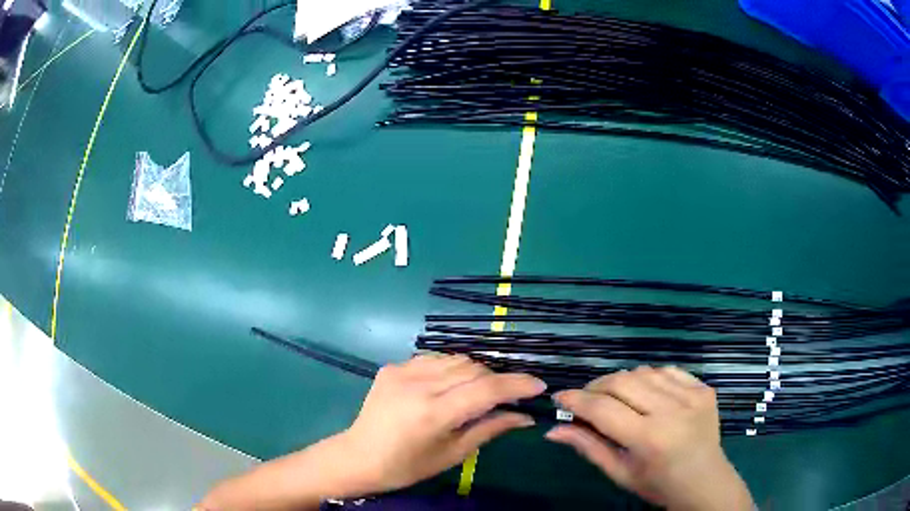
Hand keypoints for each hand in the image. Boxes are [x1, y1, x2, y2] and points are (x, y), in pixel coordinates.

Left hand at [341, 354, 546, 492]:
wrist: (359, 456)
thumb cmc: (408, 466)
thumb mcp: (453, 454)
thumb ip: (490, 429)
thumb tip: (526, 416)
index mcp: (433, 413)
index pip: (486, 389)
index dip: (517, 385)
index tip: (539, 386)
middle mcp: (418, 385)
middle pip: (473, 368)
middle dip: (497, 379)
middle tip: (507, 397)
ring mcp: (402, 371)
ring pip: (455, 359)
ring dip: (475, 372)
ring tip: (477, 392)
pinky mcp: (392, 367)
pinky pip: (434, 359)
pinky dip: (450, 369)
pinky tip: (448, 387)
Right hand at [546, 366, 753, 510]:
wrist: (705, 481)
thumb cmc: (658, 485)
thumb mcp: (620, 473)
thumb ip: (588, 447)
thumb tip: (553, 429)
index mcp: (648, 439)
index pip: (603, 409)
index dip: (576, 399)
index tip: (559, 397)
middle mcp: (671, 411)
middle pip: (622, 381)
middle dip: (596, 386)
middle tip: (586, 399)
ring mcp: (692, 395)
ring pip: (644, 371)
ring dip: (622, 381)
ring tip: (615, 397)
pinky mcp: (704, 388)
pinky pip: (668, 370)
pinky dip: (649, 378)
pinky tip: (646, 393)